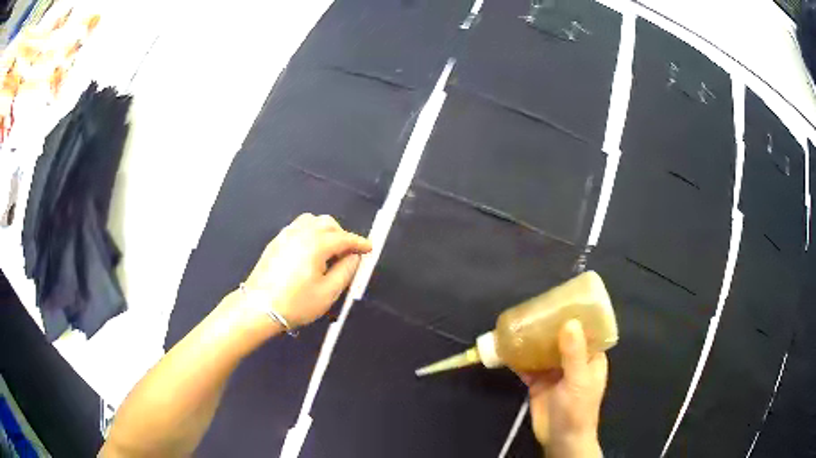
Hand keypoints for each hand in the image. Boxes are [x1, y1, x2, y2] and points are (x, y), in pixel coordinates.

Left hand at [242, 213, 371, 327]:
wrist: (259, 308)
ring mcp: (285, 235)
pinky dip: (309, 232)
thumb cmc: (297, 303)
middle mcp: (301, 233)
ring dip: (324, 230)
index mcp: (317, 244)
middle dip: (342, 234)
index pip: (344, 238)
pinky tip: (309, 250)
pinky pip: (297, 227)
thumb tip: (354, 257)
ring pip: (311, 221)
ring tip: (329, 249)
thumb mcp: (328, 292)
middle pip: (327, 223)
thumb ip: (346, 271)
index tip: (369, 248)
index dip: (359, 242)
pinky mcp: (275, 242)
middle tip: (348, 253)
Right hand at [519, 320, 606, 457]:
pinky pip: (527, 366)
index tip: (564, 301)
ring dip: (532, 340)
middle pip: (561, 338)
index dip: (577, 316)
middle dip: (549, 326)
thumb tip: (569, 322)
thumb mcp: (579, 380)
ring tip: (519, 324)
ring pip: (543, 350)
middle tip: (535, 309)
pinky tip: (507, 349)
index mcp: (590, 358)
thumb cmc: (578, 409)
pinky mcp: (538, 383)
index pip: (587, 331)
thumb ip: (573, 353)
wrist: (560, 439)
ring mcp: (554, 372)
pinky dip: (518, 358)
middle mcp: (572, 362)